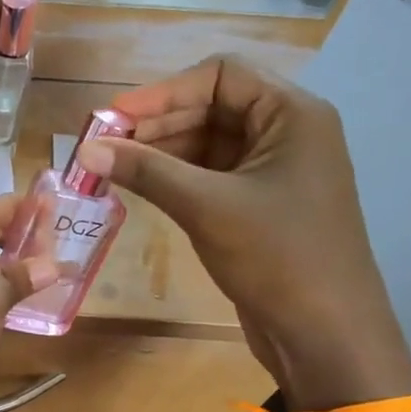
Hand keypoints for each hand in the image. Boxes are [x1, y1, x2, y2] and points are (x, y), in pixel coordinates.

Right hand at [73, 56, 410, 406]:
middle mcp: (286, 132)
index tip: (113, 119)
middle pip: (210, 107)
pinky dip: (173, 177)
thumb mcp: (207, 207)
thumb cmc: (278, 257)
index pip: (220, 76)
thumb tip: (84, 151)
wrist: (326, 334)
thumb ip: (146, 172)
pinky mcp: (258, 204)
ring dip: (159, 152)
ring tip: (110, 169)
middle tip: (102, 147)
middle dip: (155, 124)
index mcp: (292, 115)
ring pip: (206, 143)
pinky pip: (209, 175)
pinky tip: (138, 188)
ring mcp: (273, 170)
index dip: (163, 92)